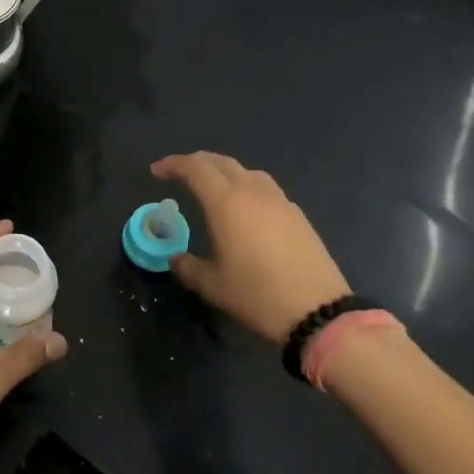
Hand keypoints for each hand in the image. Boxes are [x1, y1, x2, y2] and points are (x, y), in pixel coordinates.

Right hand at [151, 152, 351, 344]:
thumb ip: (188, 267)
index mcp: (226, 203)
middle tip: (179, 174)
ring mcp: (279, 201)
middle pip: (221, 162)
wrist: (317, 310)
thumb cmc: (257, 295)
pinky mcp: (297, 215)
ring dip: (224, 172)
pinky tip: (245, 210)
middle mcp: (253, 193)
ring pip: (247, 171)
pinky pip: (266, 188)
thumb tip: (175, 258)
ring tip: (212, 189)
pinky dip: (247, 187)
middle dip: (197, 163)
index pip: (195, 168)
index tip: (157, 172)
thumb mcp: (213, 286)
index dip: (173, 164)